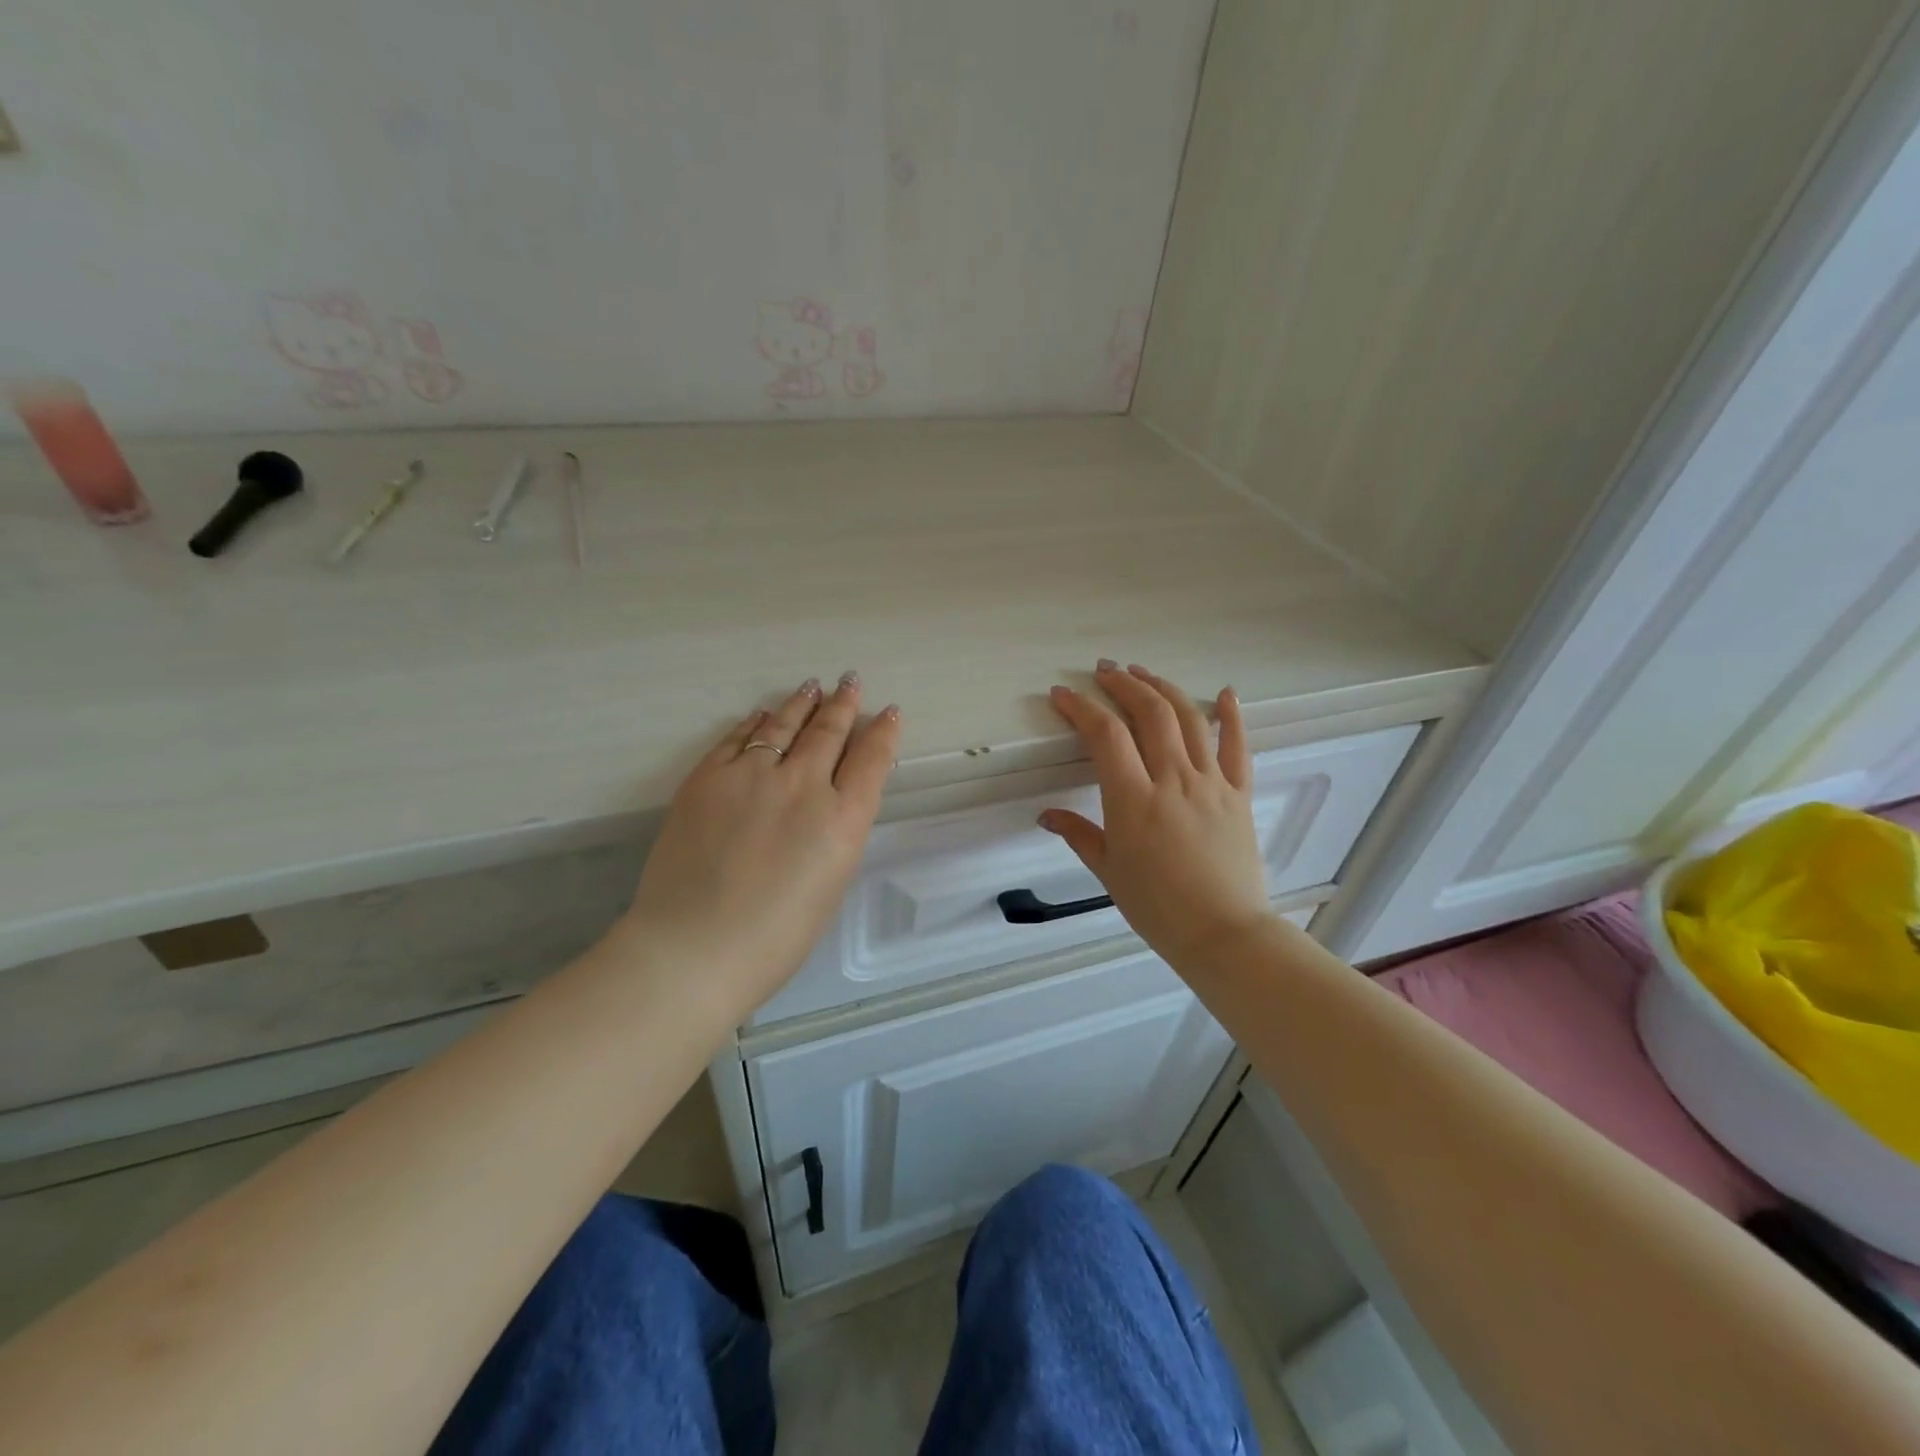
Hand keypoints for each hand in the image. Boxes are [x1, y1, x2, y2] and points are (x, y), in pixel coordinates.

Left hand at [623, 673, 900, 1016]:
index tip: (889, 713)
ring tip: (813, 688)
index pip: (872, 760)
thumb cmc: (775, 937)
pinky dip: (755, 723)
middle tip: (850, 683)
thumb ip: (836, 832)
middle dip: (844, 705)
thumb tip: (832, 801)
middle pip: (829, 733)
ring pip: (784, 726)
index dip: (883, 733)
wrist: (693, 947)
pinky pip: (738, 739)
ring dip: (802, 704)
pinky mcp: (707, 777)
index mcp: (842, 820)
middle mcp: (803, 785)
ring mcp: (752, 776)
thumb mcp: (831, 883)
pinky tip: (761, 715)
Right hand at [1041, 662, 1273, 973]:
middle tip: (1104, 671)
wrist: (1224, 933)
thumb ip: (1078, 834)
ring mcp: (1211, 783)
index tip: (1062, 695)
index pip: (1105, 735)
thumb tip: (1047, 815)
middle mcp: (1173, 780)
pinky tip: (1225, 693)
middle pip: (1149, 713)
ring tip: (1143, 673)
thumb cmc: (1158, 907)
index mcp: (1134, 800)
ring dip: (1163, 689)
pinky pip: (1237, 746)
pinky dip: (1231, 715)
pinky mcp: (1239, 794)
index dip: (1081, 708)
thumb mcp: (1109, 871)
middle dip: (1124, 684)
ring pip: (1189, 719)